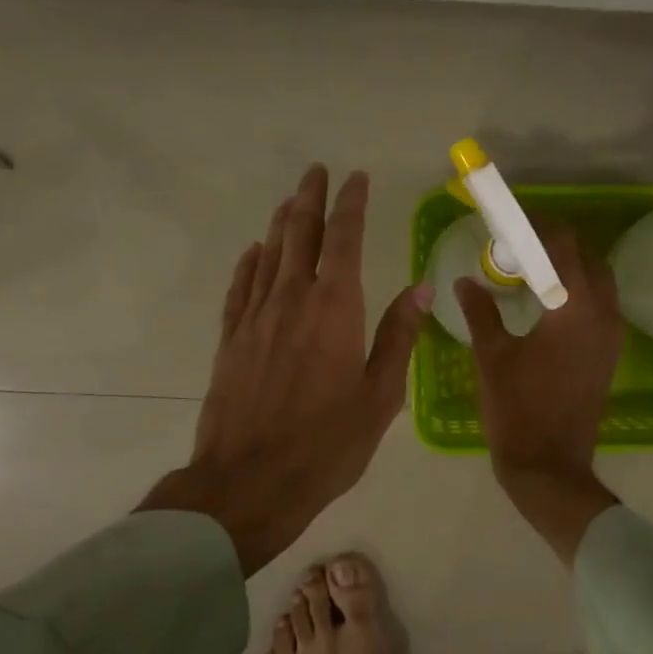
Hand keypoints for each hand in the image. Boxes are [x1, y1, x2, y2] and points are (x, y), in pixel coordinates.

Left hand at [140, 165, 431, 576]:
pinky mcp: (231, 340)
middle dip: (311, 199)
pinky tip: (254, 252)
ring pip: (269, 255)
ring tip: (292, 200)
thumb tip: (421, 288)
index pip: (343, 240)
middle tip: (317, 171)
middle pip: (300, 235)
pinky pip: (241, 288)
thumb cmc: (326, 444)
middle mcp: (292, 300)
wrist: (249, 482)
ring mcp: (255, 318)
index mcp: (334, 309)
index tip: (357, 178)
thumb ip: (399, 337)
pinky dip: (249, 263)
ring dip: (282, 223)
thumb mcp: (379, 396)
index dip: (351, 205)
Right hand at [454, 224, 622, 562]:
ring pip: (598, 282)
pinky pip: (600, 306)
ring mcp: (611, 336)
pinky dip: (578, 293)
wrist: (549, 465)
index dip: (539, 226)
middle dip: (556, 245)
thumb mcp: (491, 356)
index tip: (513, 221)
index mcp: (573, 308)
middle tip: (519, 249)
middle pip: (586, 258)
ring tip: (531, 274)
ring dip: (569, 269)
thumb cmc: (516, 409)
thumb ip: (481, 311)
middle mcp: (602, 313)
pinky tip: (546, 306)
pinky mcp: (610, 354)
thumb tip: (466, 281)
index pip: (562, 245)